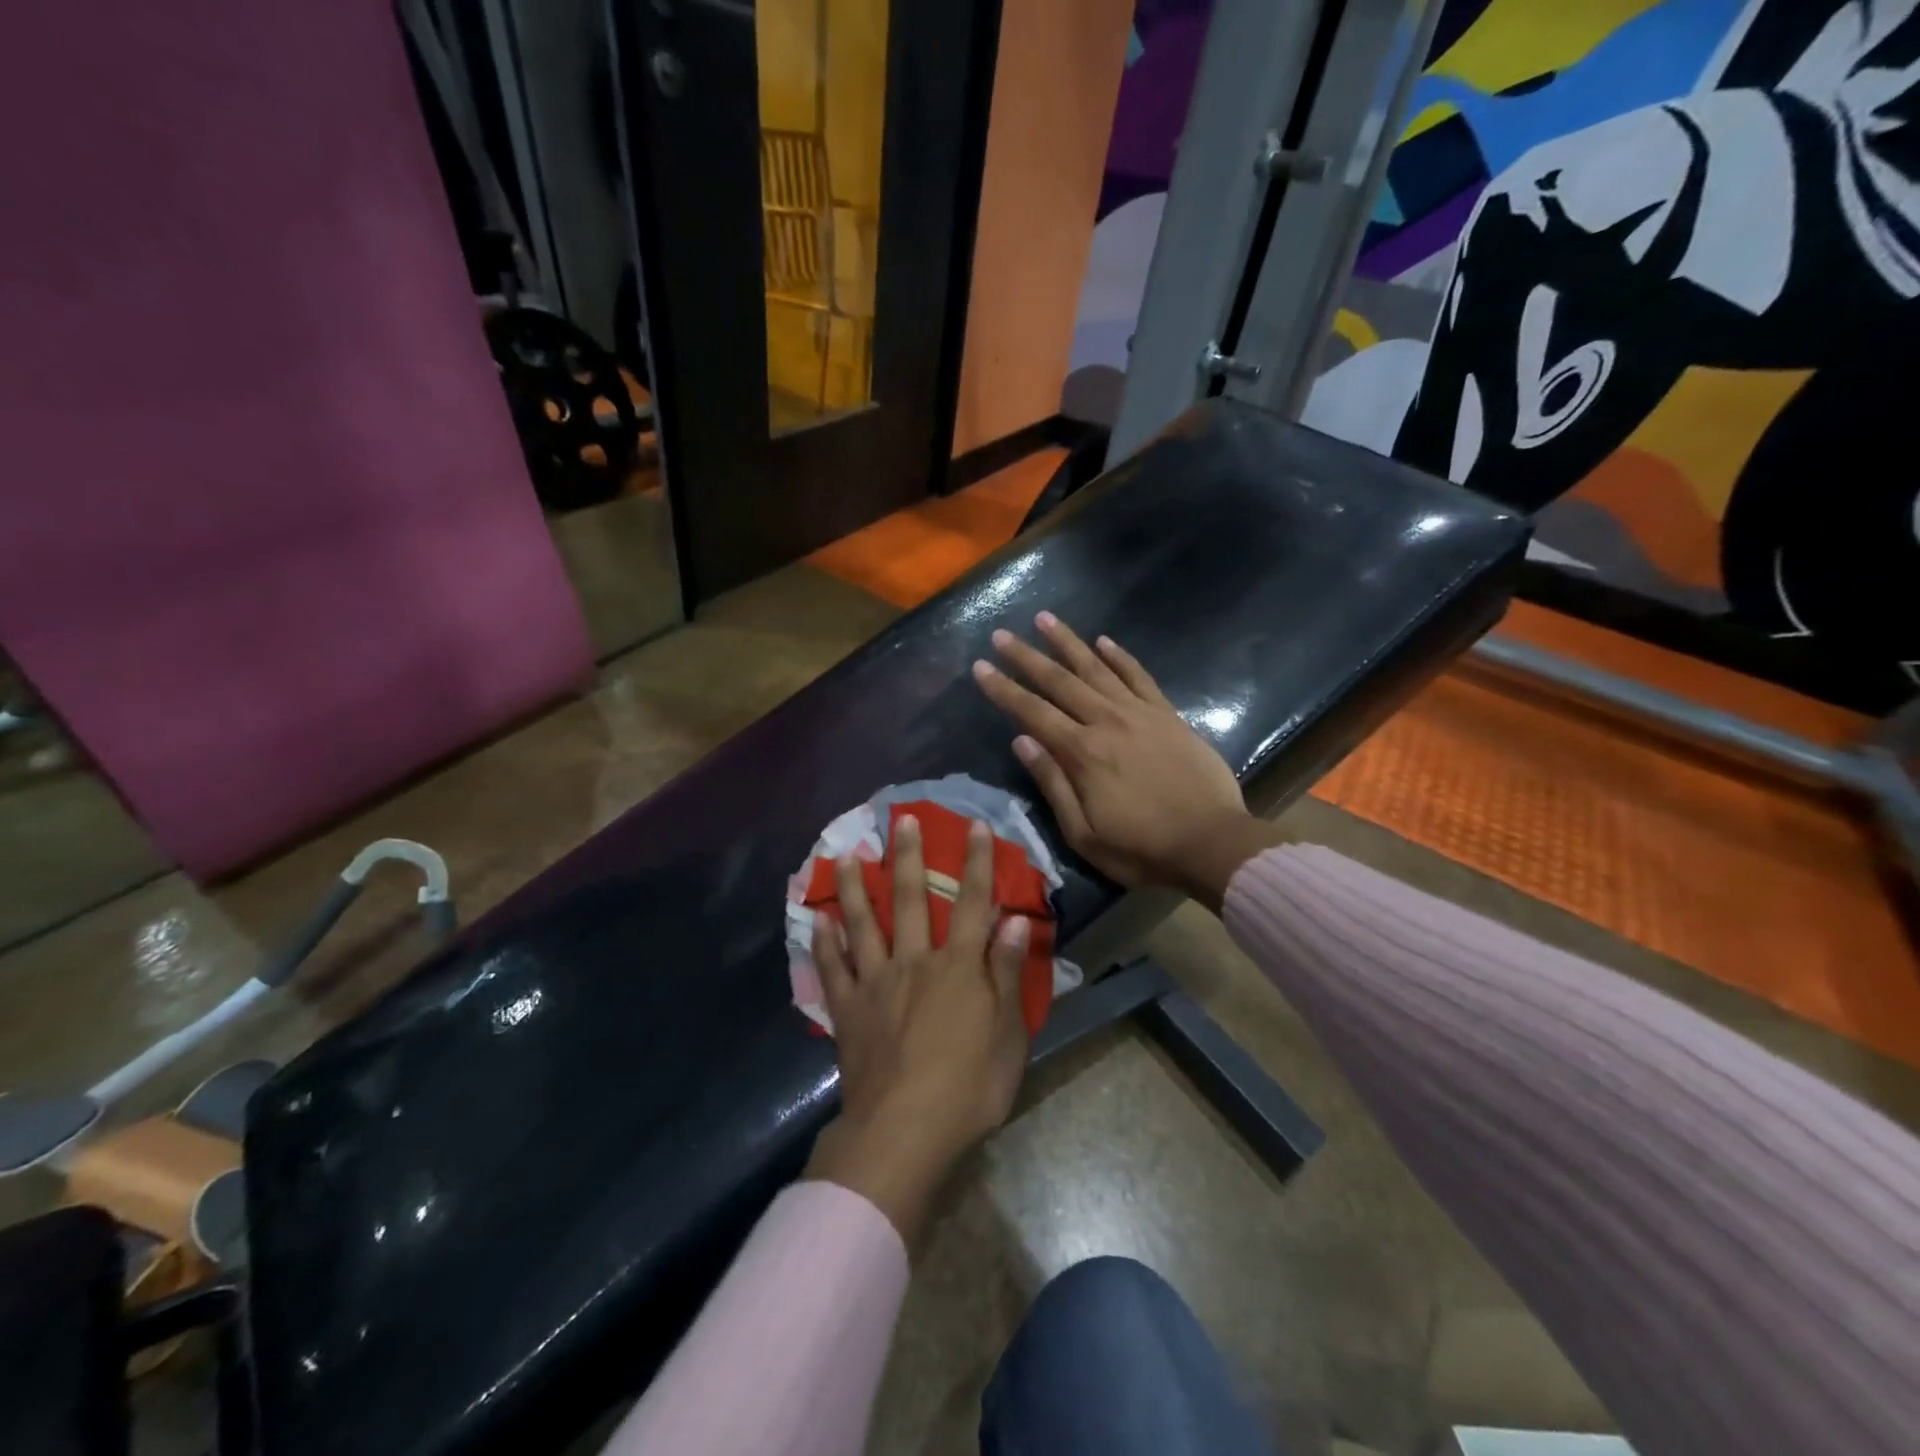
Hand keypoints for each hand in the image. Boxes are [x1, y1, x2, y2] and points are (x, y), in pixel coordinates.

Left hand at [804, 814, 1031, 1241]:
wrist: (904, 1132)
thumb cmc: (968, 1087)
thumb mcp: (1009, 1034)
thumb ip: (1009, 973)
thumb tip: (1016, 919)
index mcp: (958, 967)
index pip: (972, 903)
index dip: (977, 862)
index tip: (976, 826)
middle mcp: (914, 962)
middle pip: (910, 899)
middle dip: (909, 856)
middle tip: (902, 819)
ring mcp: (875, 983)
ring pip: (863, 923)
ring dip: (855, 886)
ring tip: (847, 854)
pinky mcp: (848, 1010)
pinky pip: (832, 968)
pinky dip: (824, 942)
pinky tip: (818, 920)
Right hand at [972, 611, 1278, 910]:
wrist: (1212, 843)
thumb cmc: (1142, 849)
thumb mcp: (1084, 833)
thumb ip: (1052, 784)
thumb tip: (1022, 741)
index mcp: (1083, 753)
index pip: (1032, 712)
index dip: (1003, 689)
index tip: (980, 667)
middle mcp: (1107, 722)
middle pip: (1059, 681)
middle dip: (1027, 656)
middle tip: (1001, 634)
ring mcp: (1140, 714)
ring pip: (1097, 668)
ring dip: (1068, 643)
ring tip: (1045, 619)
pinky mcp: (1168, 715)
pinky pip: (1139, 677)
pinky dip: (1120, 657)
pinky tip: (1104, 641)